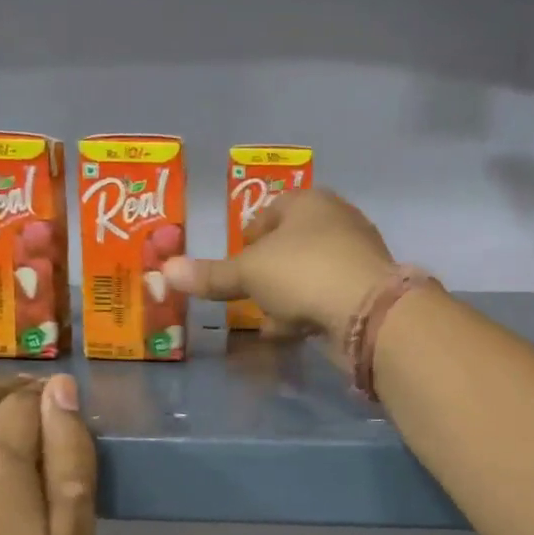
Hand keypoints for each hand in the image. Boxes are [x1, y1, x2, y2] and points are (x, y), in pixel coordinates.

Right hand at [161, 188, 394, 352]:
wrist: (368, 311)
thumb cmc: (302, 272)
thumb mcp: (248, 273)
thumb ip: (211, 274)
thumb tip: (165, 270)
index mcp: (309, 202)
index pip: (272, 209)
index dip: (250, 233)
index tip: (237, 258)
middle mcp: (337, 221)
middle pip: (292, 243)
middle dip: (269, 268)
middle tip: (248, 290)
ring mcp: (356, 256)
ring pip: (310, 272)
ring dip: (287, 294)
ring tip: (265, 316)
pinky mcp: (366, 291)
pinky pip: (326, 298)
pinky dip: (307, 312)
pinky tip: (289, 332)